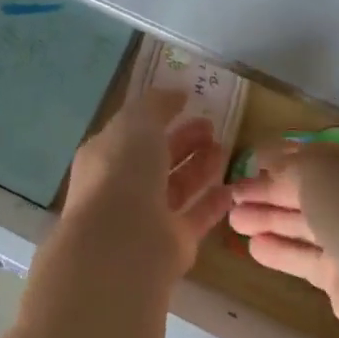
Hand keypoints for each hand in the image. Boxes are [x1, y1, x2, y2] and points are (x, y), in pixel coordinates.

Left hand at [62, 89, 234, 283]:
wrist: (122, 243)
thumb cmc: (123, 172)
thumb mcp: (136, 122)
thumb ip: (156, 105)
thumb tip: (176, 93)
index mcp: (106, 155)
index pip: (133, 132)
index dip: (159, 116)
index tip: (188, 103)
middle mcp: (123, 186)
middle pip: (157, 159)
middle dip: (184, 141)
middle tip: (212, 126)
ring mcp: (147, 217)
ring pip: (177, 187)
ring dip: (200, 167)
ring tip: (226, 148)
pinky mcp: (172, 244)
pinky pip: (196, 217)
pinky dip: (213, 202)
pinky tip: (233, 187)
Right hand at [227, 143, 338, 337]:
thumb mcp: (313, 169)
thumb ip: (287, 164)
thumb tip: (267, 161)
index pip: (314, 157)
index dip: (281, 157)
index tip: (250, 161)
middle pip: (305, 192)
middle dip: (267, 192)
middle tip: (231, 194)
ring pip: (302, 225)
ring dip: (268, 219)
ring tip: (232, 220)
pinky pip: (304, 257)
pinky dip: (280, 251)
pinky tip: (252, 247)